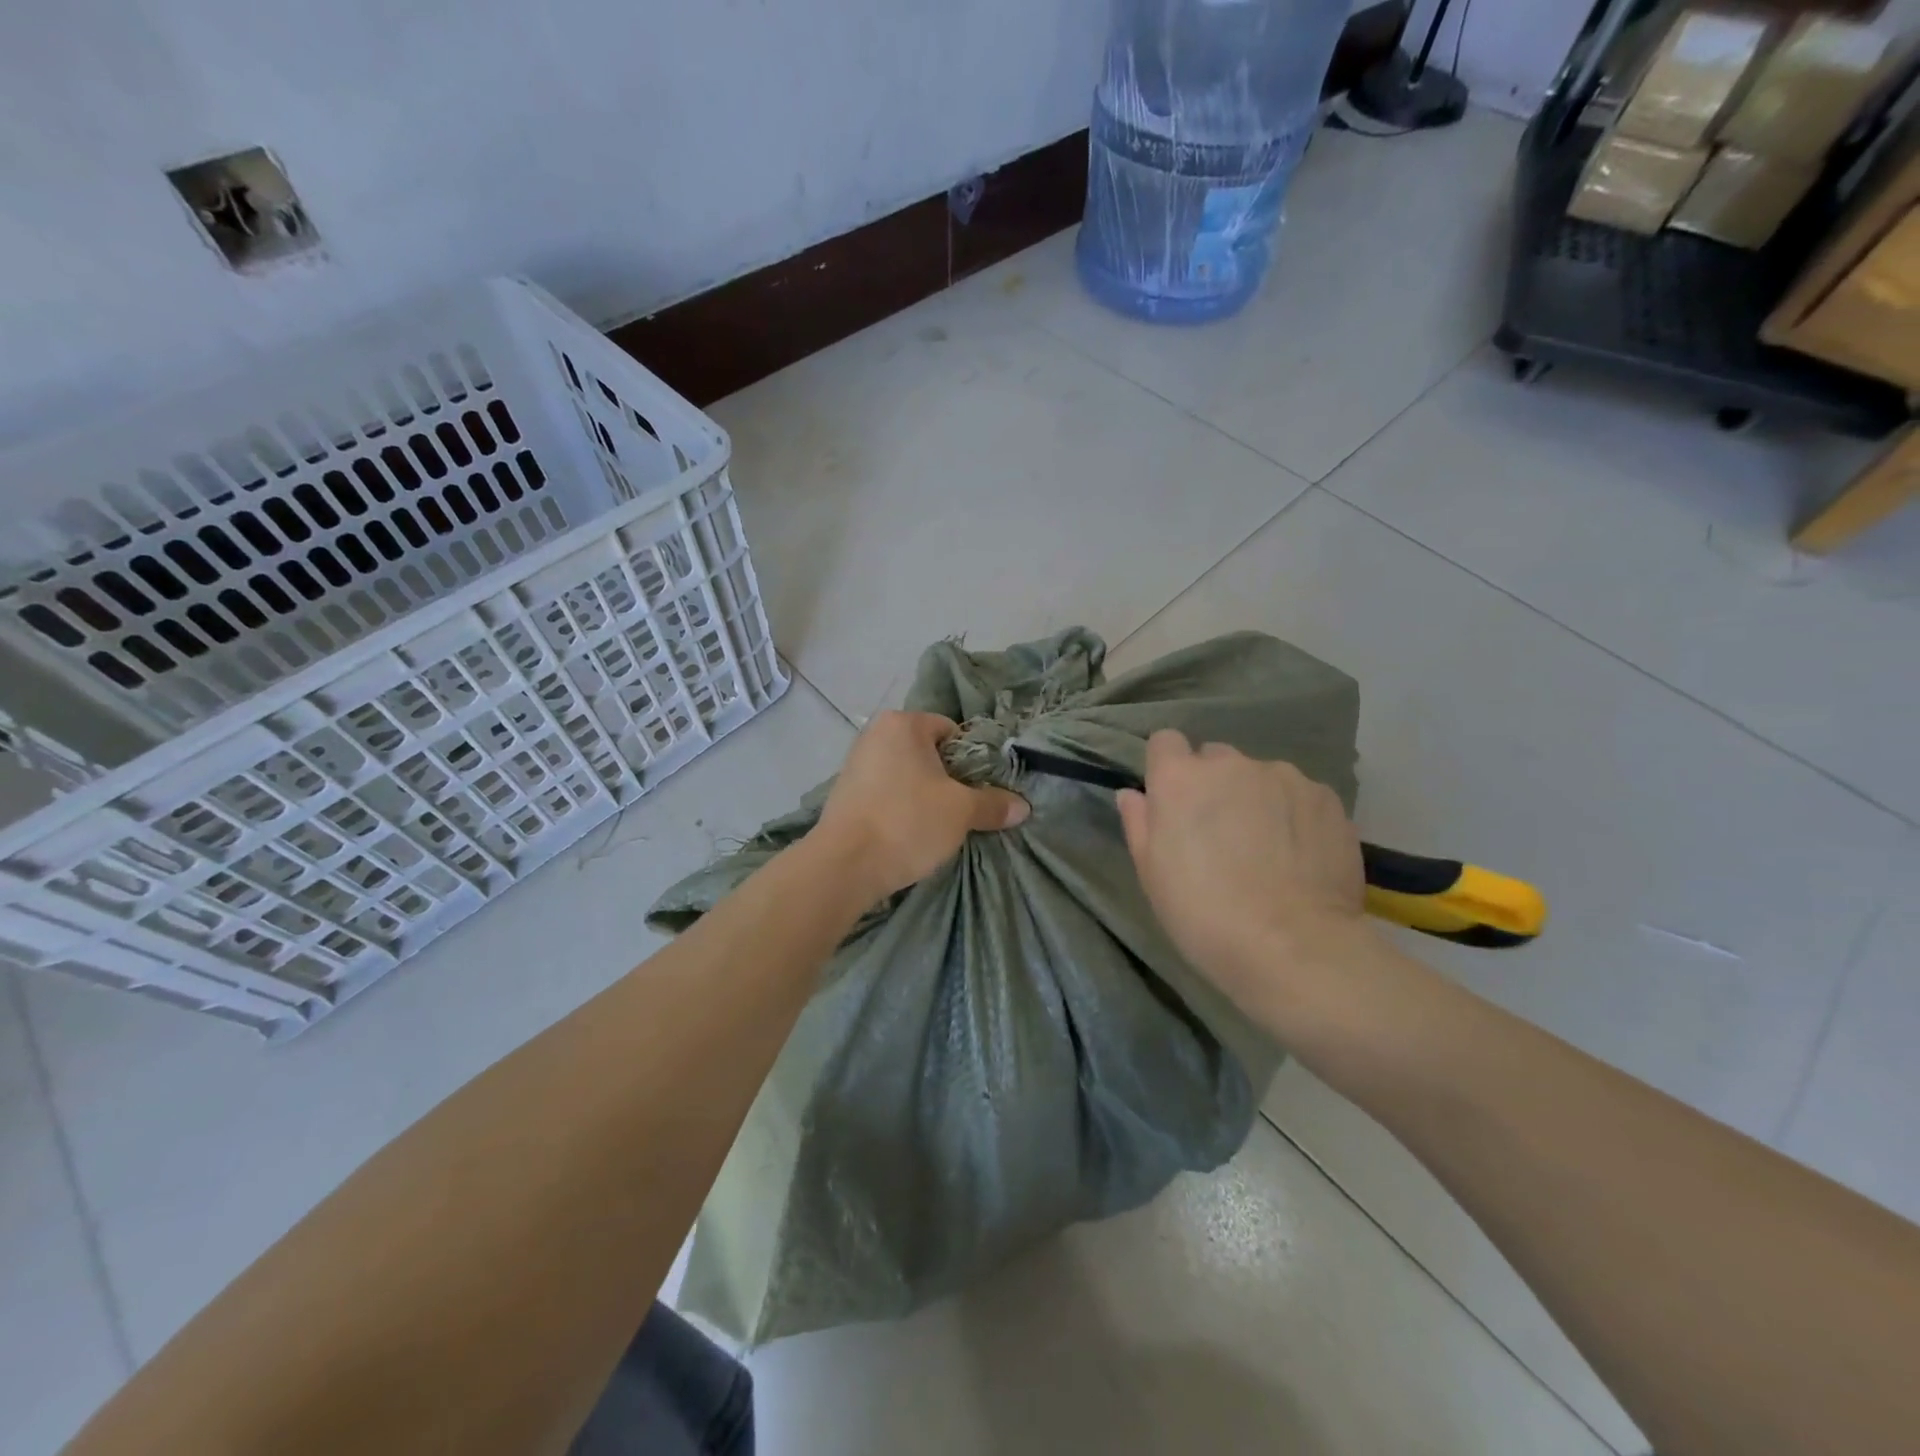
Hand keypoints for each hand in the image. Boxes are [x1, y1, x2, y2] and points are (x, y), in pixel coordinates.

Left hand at [813, 711, 1029, 900]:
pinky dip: (899, 808)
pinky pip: (885, 793)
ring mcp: (855, 764)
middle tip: (964, 809)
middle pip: (927, 753)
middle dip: (947, 779)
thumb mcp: (961, 812)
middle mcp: (875, 735)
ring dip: (923, 795)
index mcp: (903, 724)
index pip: (951, 731)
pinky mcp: (843, 794)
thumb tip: (1023, 807)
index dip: (971, 760)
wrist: (844, 865)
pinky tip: (909, 833)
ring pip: (905, 775)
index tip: (980, 790)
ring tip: (938, 825)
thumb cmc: (907, 822)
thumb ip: (993, 805)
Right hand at [1117, 730, 1369, 1001]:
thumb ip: (1139, 823)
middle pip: (1215, 758)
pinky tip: (1300, 856)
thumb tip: (1133, 794)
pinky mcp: (1326, 798)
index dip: (1167, 769)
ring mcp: (1284, 777)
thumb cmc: (1204, 913)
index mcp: (1180, 779)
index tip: (1174, 804)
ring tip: (1268, 850)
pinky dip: (1295, 815)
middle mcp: (1231, 764)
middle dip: (1214, 786)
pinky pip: (1300, 796)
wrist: (1294, 947)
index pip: (1165, 742)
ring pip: (1261, 777)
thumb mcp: (1152, 874)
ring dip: (1257, 799)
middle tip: (1220, 834)